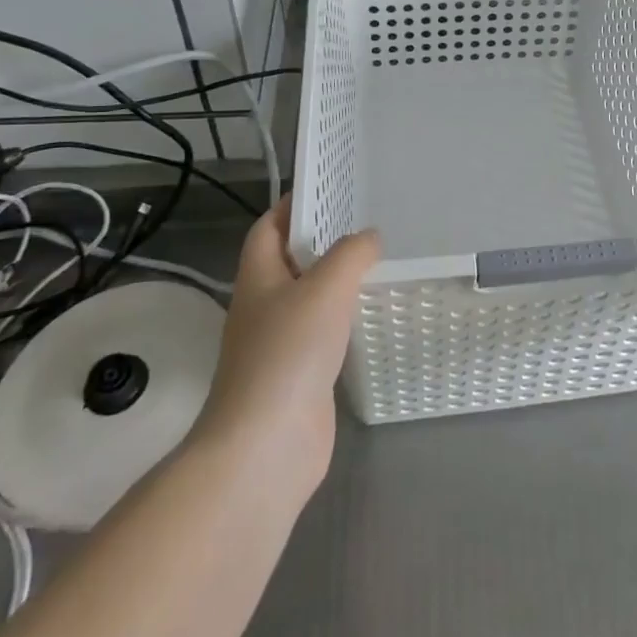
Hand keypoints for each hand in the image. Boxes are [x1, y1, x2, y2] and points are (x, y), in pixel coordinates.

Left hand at [194, 196, 378, 504]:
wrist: (267, 447)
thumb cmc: (289, 353)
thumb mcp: (326, 287)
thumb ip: (351, 253)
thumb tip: (370, 238)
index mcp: (258, 278)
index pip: (269, 228)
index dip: (292, 206)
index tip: (328, 190)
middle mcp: (264, 307)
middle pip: (290, 262)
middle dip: (322, 242)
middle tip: (366, 223)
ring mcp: (280, 345)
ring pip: (309, 300)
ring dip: (337, 282)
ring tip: (378, 263)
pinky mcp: (299, 377)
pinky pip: (324, 335)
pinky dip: (345, 321)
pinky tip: (373, 316)